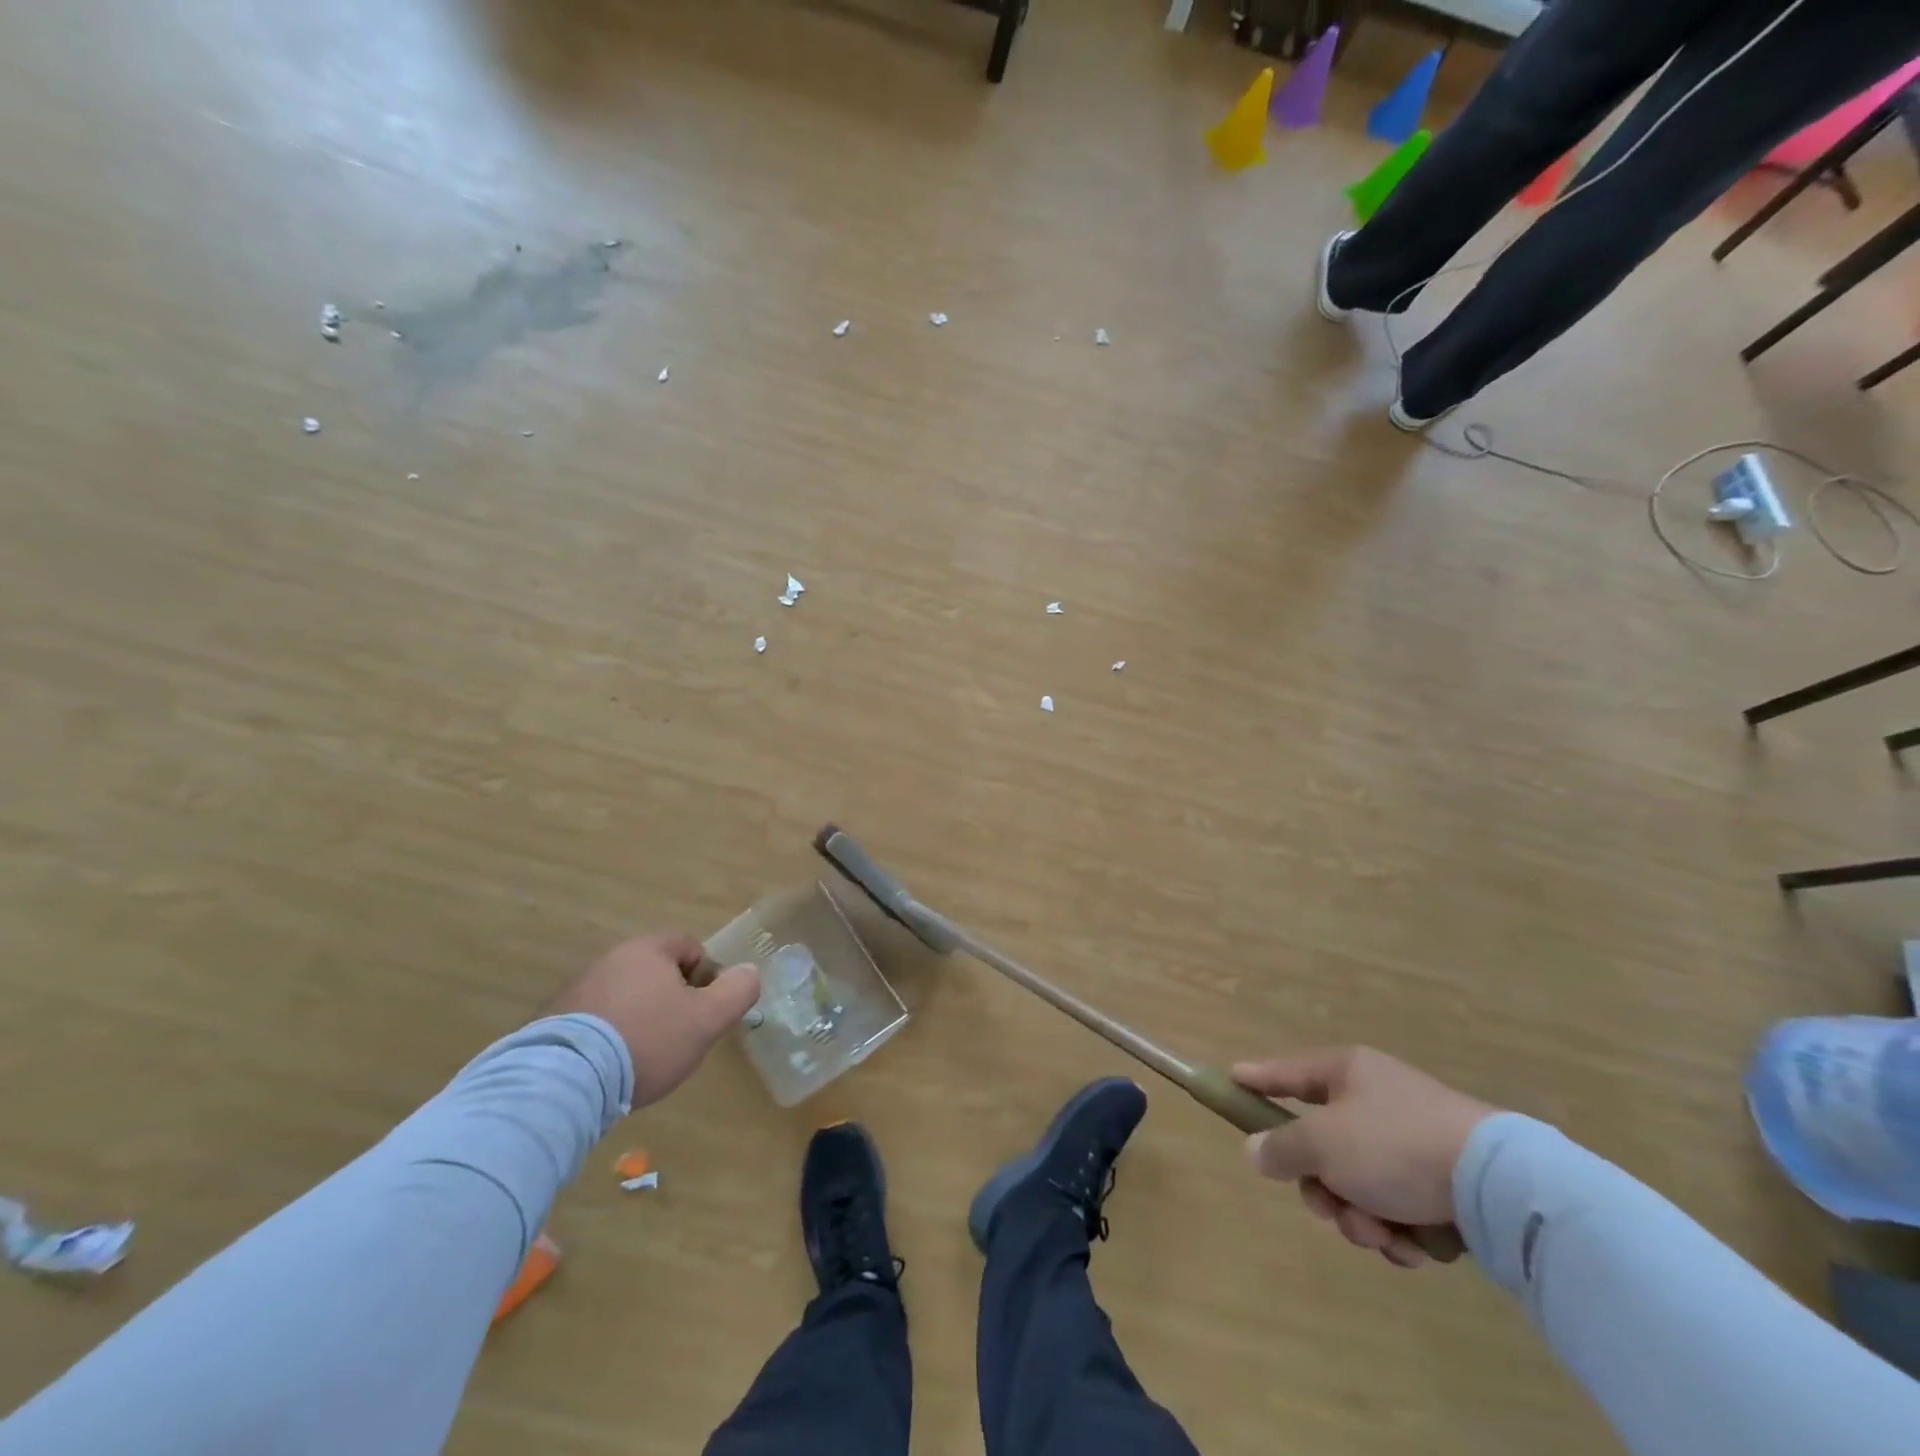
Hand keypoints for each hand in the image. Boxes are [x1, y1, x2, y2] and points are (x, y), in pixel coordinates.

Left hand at [548, 933, 759, 1106]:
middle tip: (680, 1035)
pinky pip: (596, 1020)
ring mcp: (578, 989)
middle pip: (656, 971)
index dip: (706, 975)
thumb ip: (737, 992)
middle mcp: (611, 959)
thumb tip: (749, 973)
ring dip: (640, 1017)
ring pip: (626, 996)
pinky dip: (610, 1036)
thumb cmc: (647, 1041)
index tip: (704, 1010)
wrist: (565, 1081)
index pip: (689, 946)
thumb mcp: (707, 1019)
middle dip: (672, 999)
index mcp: (648, 950)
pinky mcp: (553, 1021)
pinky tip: (612, 1067)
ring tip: (644, 1057)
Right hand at [1234, 1047, 1496, 1268]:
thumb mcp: (1323, 1144)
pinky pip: (1399, 1205)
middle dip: (1325, 1190)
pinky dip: (1400, 1230)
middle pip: (1324, 1146)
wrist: (1498, 1185)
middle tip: (1333, 1211)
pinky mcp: (1444, 1180)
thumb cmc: (1394, 1145)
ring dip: (1362, 1217)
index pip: (1287, 1073)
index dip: (1257, 1078)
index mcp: (1346, 1073)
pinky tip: (1414, 1246)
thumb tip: (1255, 1150)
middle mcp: (1377, 1099)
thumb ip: (1281, 1147)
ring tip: (1384, 1234)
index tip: (1232, 1078)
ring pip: (1360, 1184)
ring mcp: (1412, 1139)